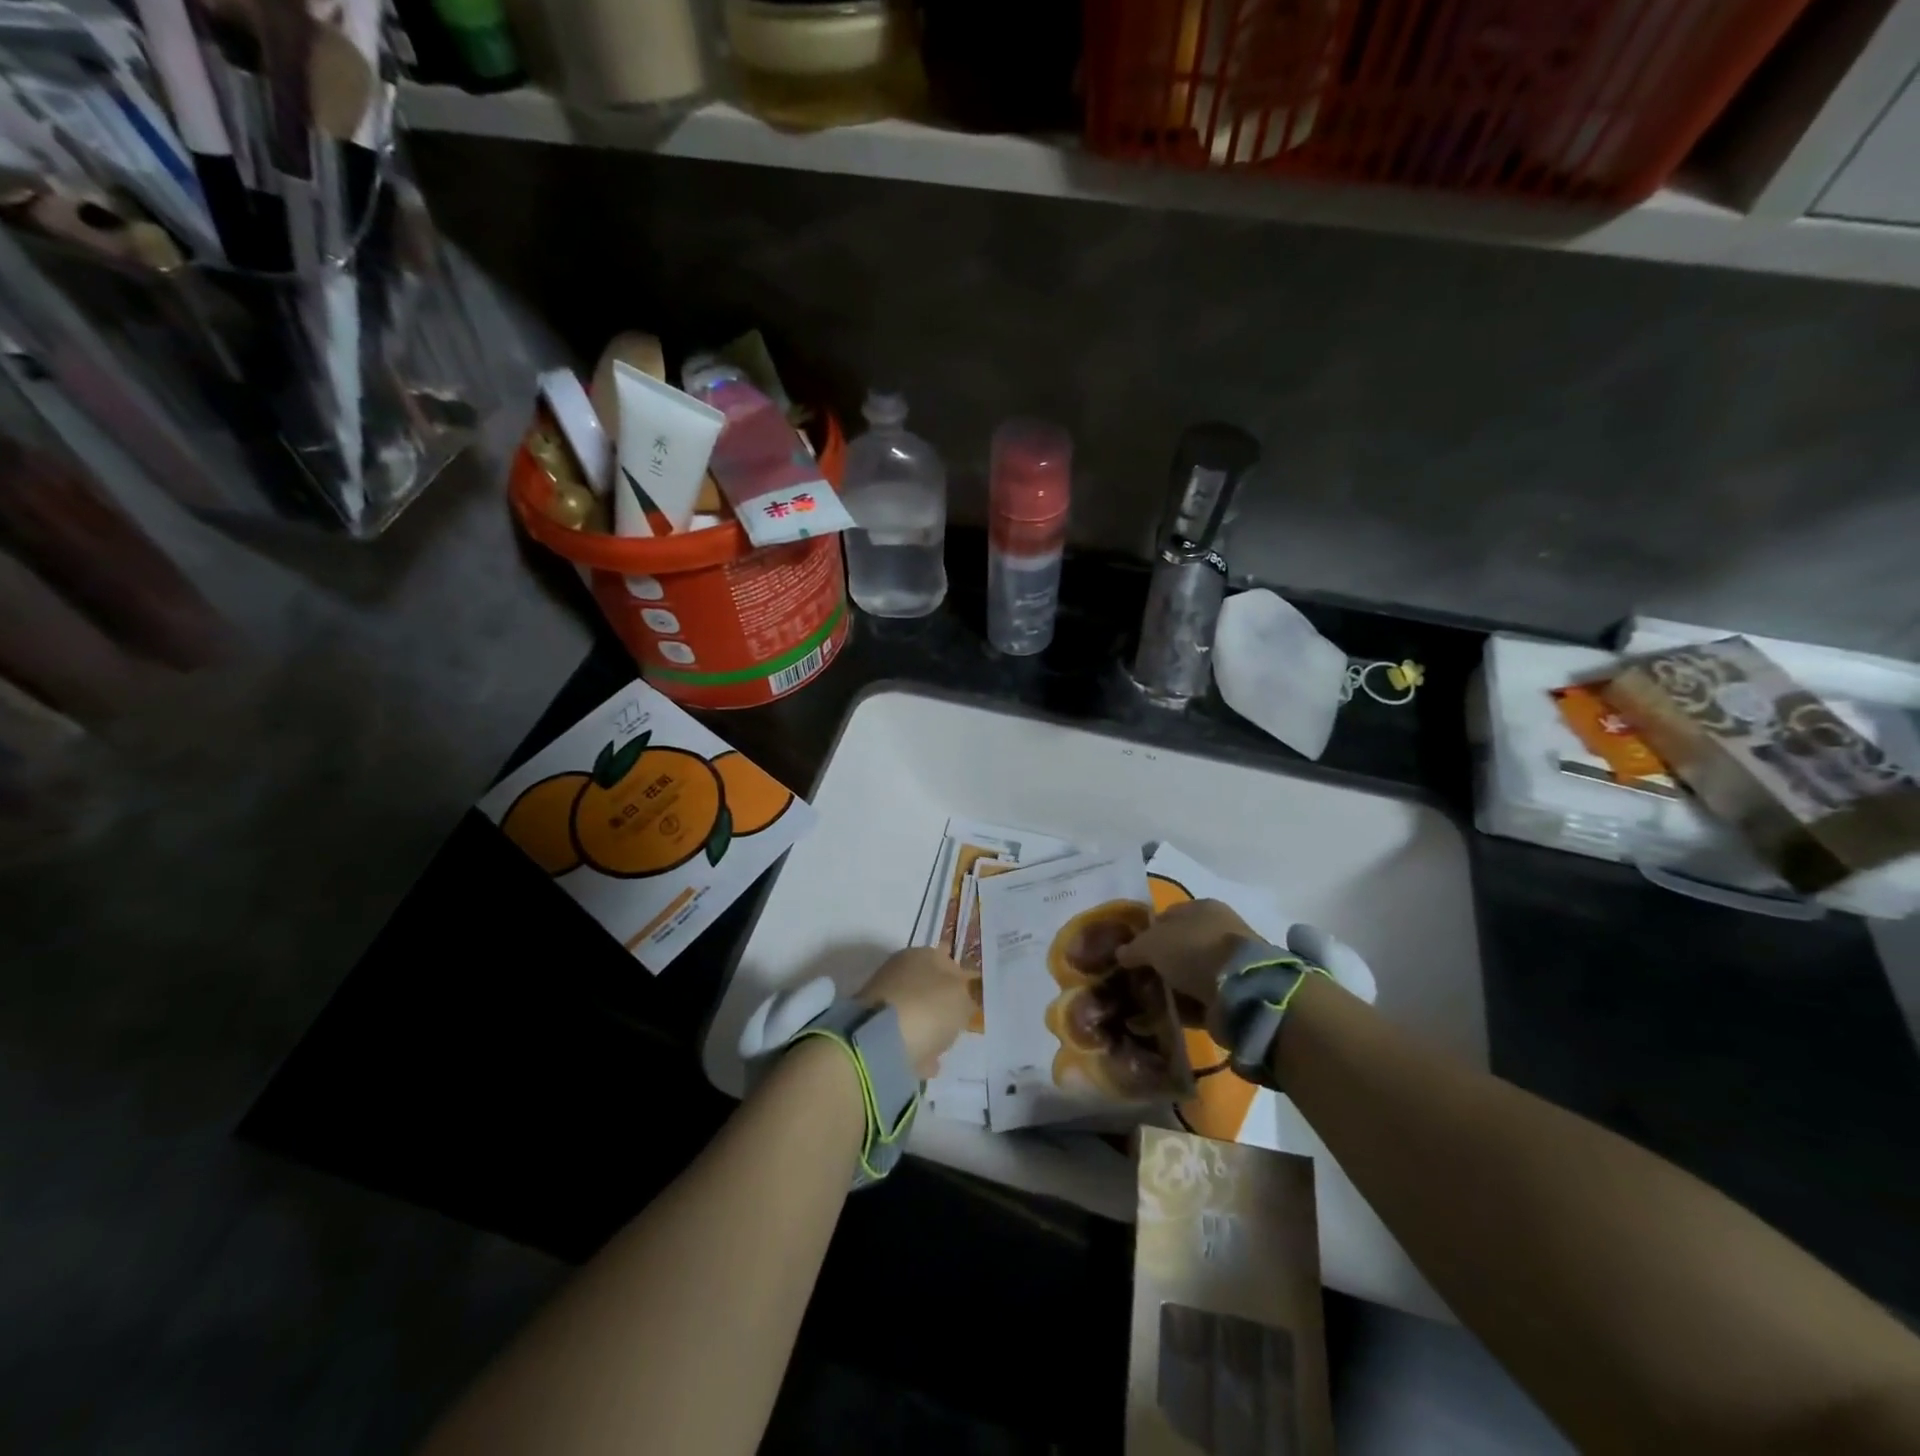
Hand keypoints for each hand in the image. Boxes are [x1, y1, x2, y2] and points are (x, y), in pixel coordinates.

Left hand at [858, 948, 973, 1078]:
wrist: (880, 1041)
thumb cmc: (929, 1008)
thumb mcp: (963, 999)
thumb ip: (967, 996)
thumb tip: (963, 999)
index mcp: (922, 954)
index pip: (946, 958)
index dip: (960, 977)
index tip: (970, 997)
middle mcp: (899, 970)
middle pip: (928, 985)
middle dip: (941, 1003)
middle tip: (957, 1022)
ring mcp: (883, 998)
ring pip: (915, 1010)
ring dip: (927, 1026)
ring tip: (942, 1046)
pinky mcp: (873, 1027)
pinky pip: (902, 1035)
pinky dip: (914, 1046)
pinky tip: (926, 1061)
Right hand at [1113, 899, 1253, 1027]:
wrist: (1242, 990)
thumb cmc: (1193, 950)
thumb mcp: (1152, 943)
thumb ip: (1133, 947)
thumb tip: (1121, 953)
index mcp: (1202, 908)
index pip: (1167, 916)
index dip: (1147, 933)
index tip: (1130, 953)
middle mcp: (1218, 930)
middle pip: (1179, 946)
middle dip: (1159, 963)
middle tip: (1139, 979)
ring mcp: (1229, 963)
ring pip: (1189, 973)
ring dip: (1172, 987)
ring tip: (1149, 1002)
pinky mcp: (1236, 992)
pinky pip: (1202, 998)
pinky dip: (1186, 1007)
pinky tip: (1167, 1016)